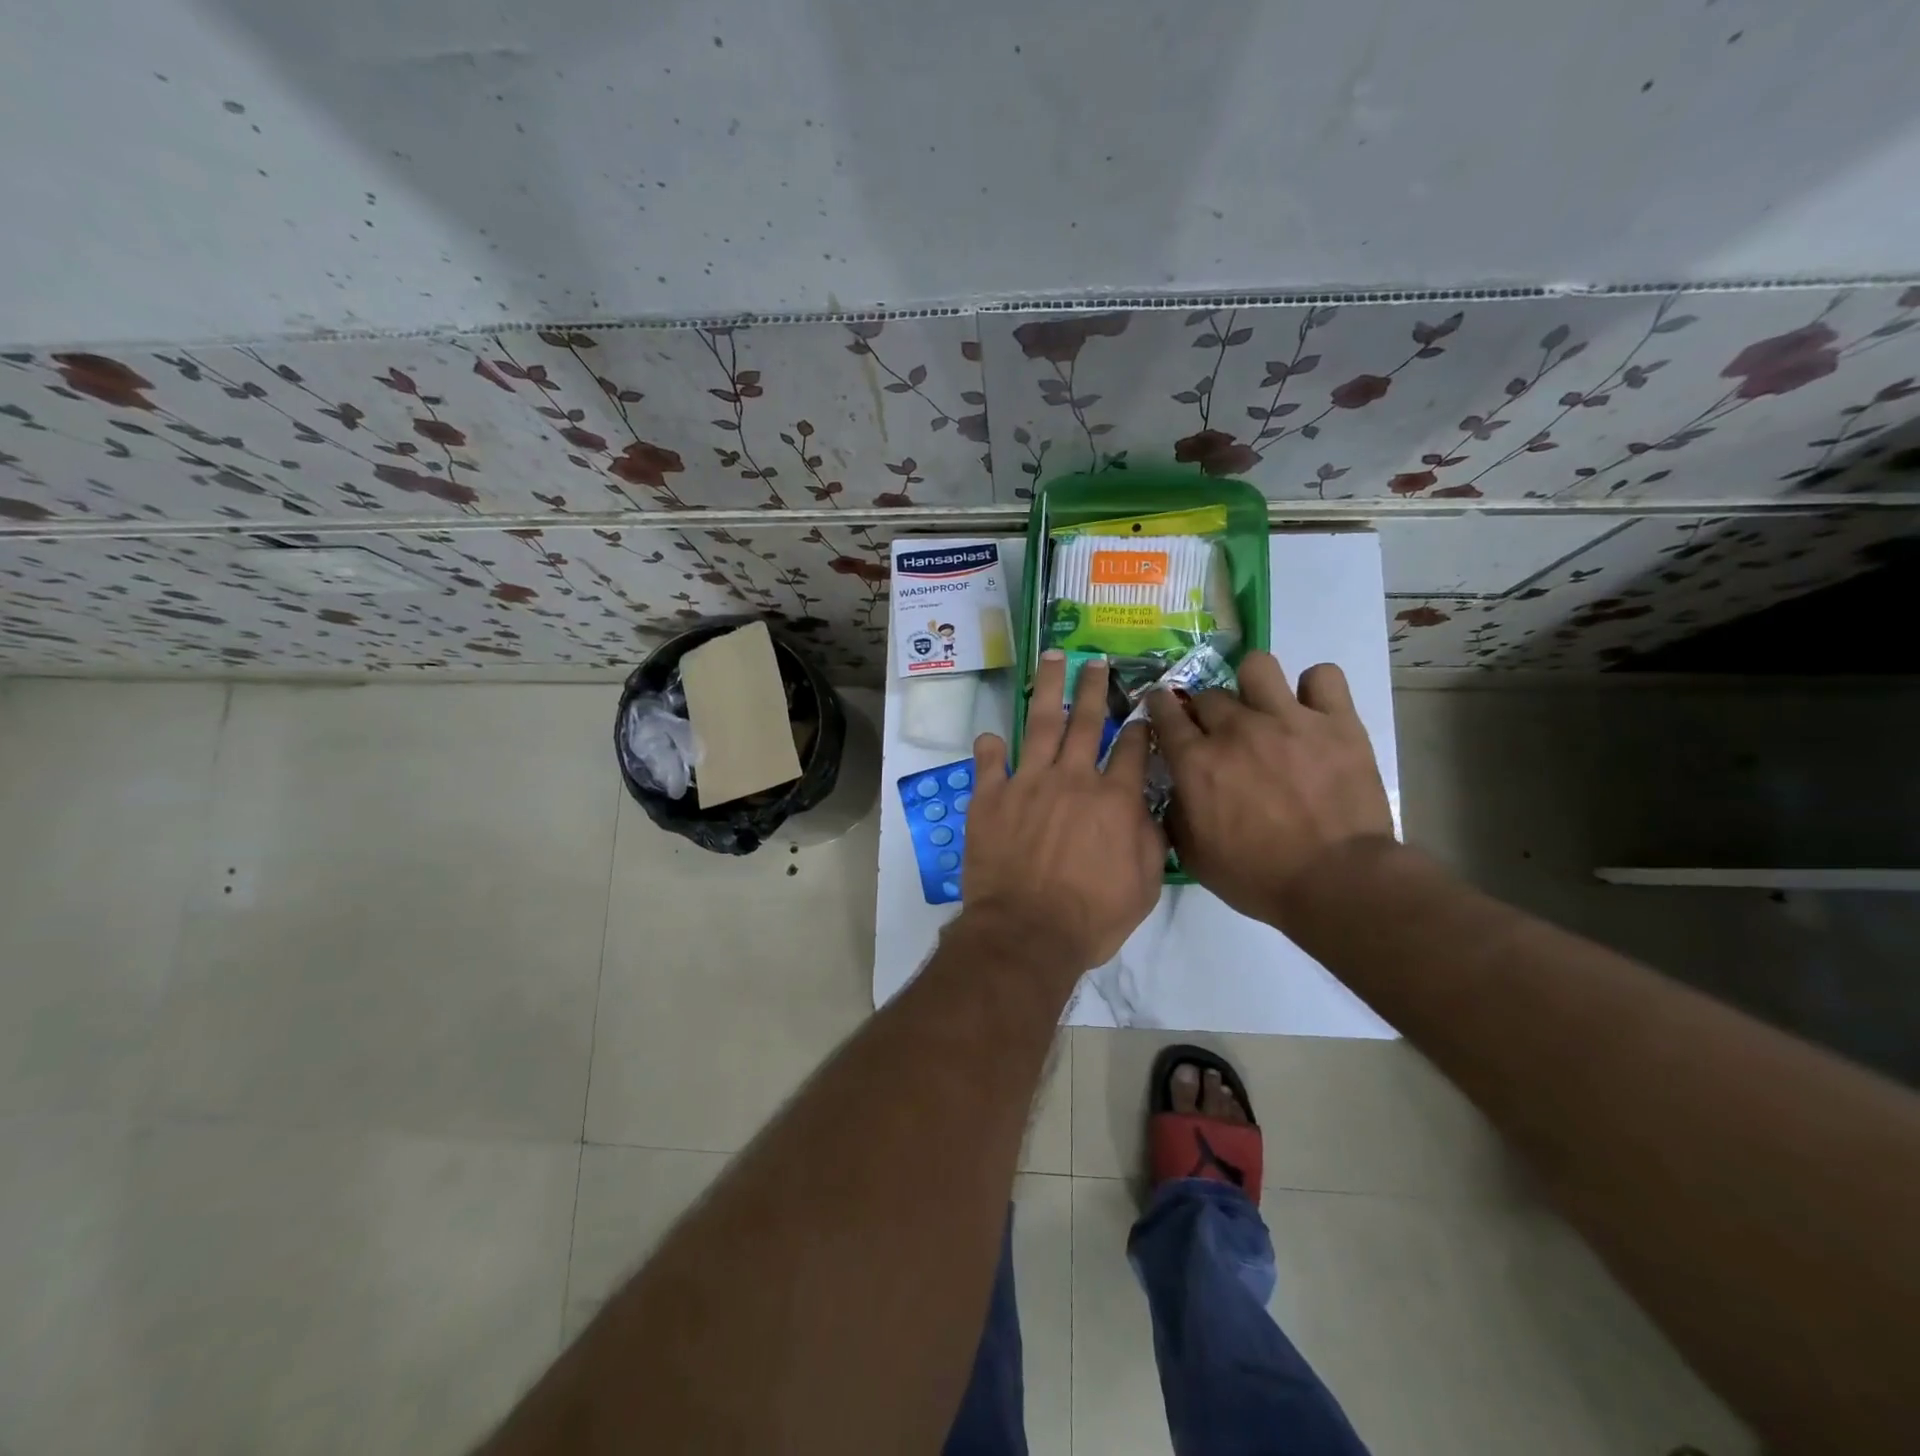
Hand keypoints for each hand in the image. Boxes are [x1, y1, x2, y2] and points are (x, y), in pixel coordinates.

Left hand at [962, 653, 1165, 974]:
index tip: (1143, 711)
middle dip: (1095, 687)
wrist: (1026, 932)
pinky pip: (989, 762)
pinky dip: (990, 747)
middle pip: (1087, 721)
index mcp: (1114, 799)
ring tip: (1052, 658)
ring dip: (1048, 688)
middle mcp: (1073, 779)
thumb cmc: (1091, 917)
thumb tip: (1152, 807)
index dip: (1140, 727)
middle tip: (1097, 661)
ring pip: (1040, 724)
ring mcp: (1028, 783)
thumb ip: (1151, 839)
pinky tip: (991, 735)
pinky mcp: (991, 797)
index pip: (1133, 749)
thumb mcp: (1144, 886)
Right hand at [1148, 652, 1392, 926]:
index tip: (1164, 710)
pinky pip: (1323, 676)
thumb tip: (1177, 789)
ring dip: (1253, 684)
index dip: (1161, 706)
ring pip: (1258, 666)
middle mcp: (1236, 729)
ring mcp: (1288, 719)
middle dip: (1206, 710)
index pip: (1165, 712)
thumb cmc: (1258, 877)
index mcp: (1197, 762)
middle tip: (1220, 732)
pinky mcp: (1336, 722)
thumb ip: (1176, 814)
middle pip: (1208, 694)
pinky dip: (1315, 689)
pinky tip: (1312, 710)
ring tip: (1264, 707)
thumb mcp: (1194, 856)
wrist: (1336, 883)